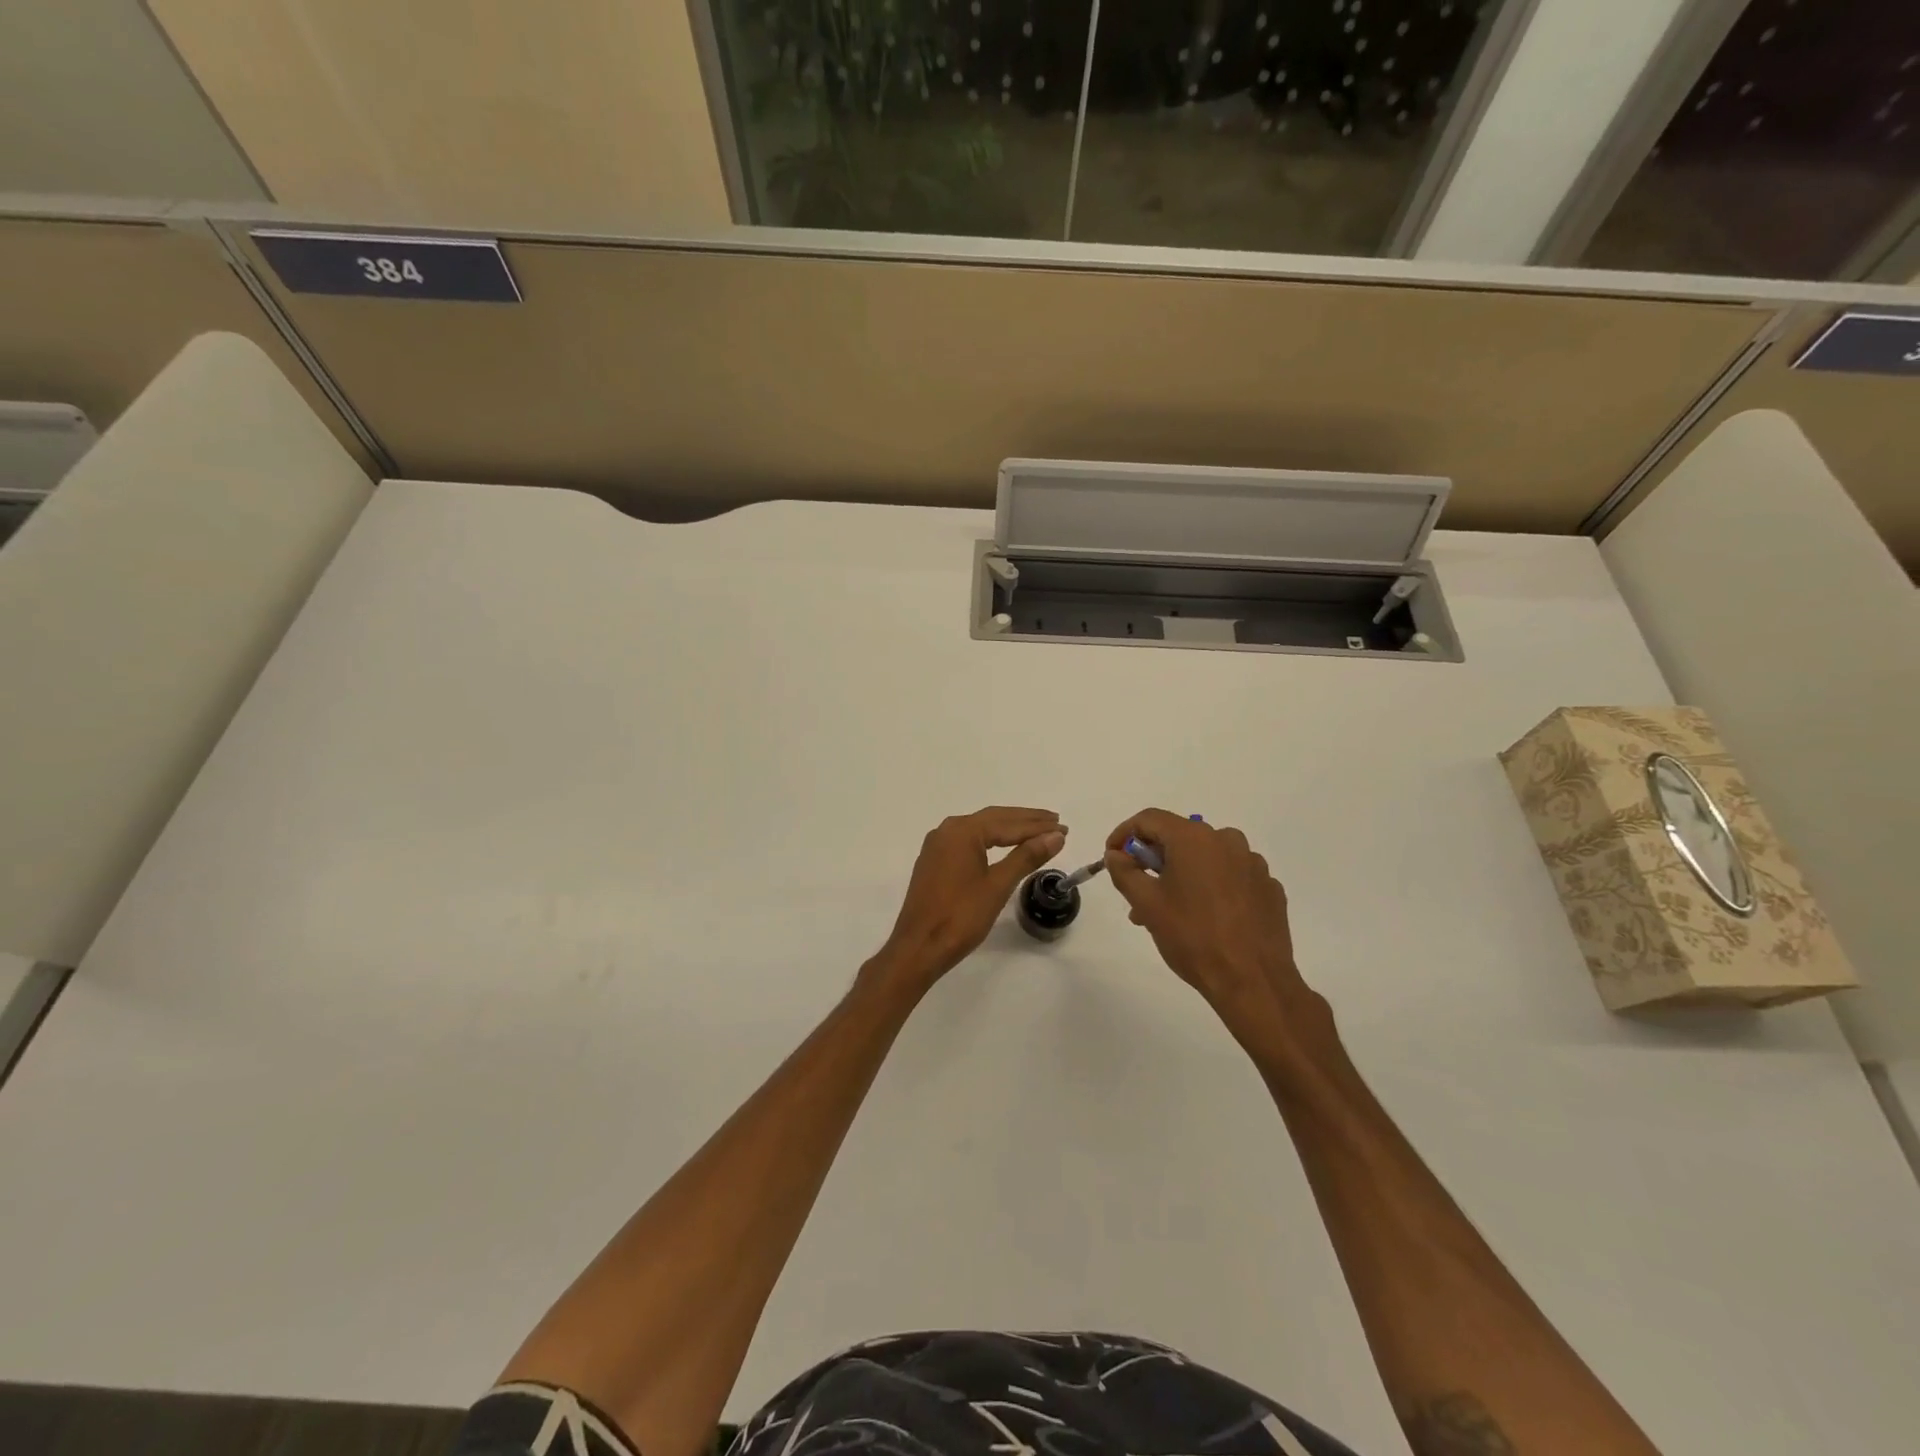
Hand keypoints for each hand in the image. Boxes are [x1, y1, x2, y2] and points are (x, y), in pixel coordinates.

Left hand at [875, 807, 1065, 986]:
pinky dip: (991, 841)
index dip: (1037, 826)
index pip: (1007, 823)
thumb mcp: (998, 885)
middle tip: (1055, 822)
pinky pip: (968, 843)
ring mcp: (937, 846)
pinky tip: (1005, 846)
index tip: (1063, 827)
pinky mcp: (934, 862)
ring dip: (1009, 830)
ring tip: (1038, 832)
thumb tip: (1055, 836)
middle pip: (993, 820)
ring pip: (980, 830)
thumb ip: (1026, 857)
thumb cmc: (960, 916)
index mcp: (962, 831)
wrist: (919, 948)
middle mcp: (947, 830)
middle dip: (1025, 821)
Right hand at [1104, 810, 1332, 1056]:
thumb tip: (1116, 854)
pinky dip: (1213, 887)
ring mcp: (1253, 864)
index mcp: (1195, 838)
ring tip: (1170, 913)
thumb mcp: (1147, 904)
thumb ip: (1125, 872)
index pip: (1149, 819)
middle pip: (1179, 837)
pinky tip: (1207, 918)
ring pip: (1206, 858)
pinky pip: (1231, 876)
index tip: (1112, 857)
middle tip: (1138, 893)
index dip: (1124, 834)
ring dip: (1182, 876)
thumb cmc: (1193, 937)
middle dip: (1153, 861)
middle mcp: (1227, 840)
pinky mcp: (1269, 888)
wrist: (1253, 981)